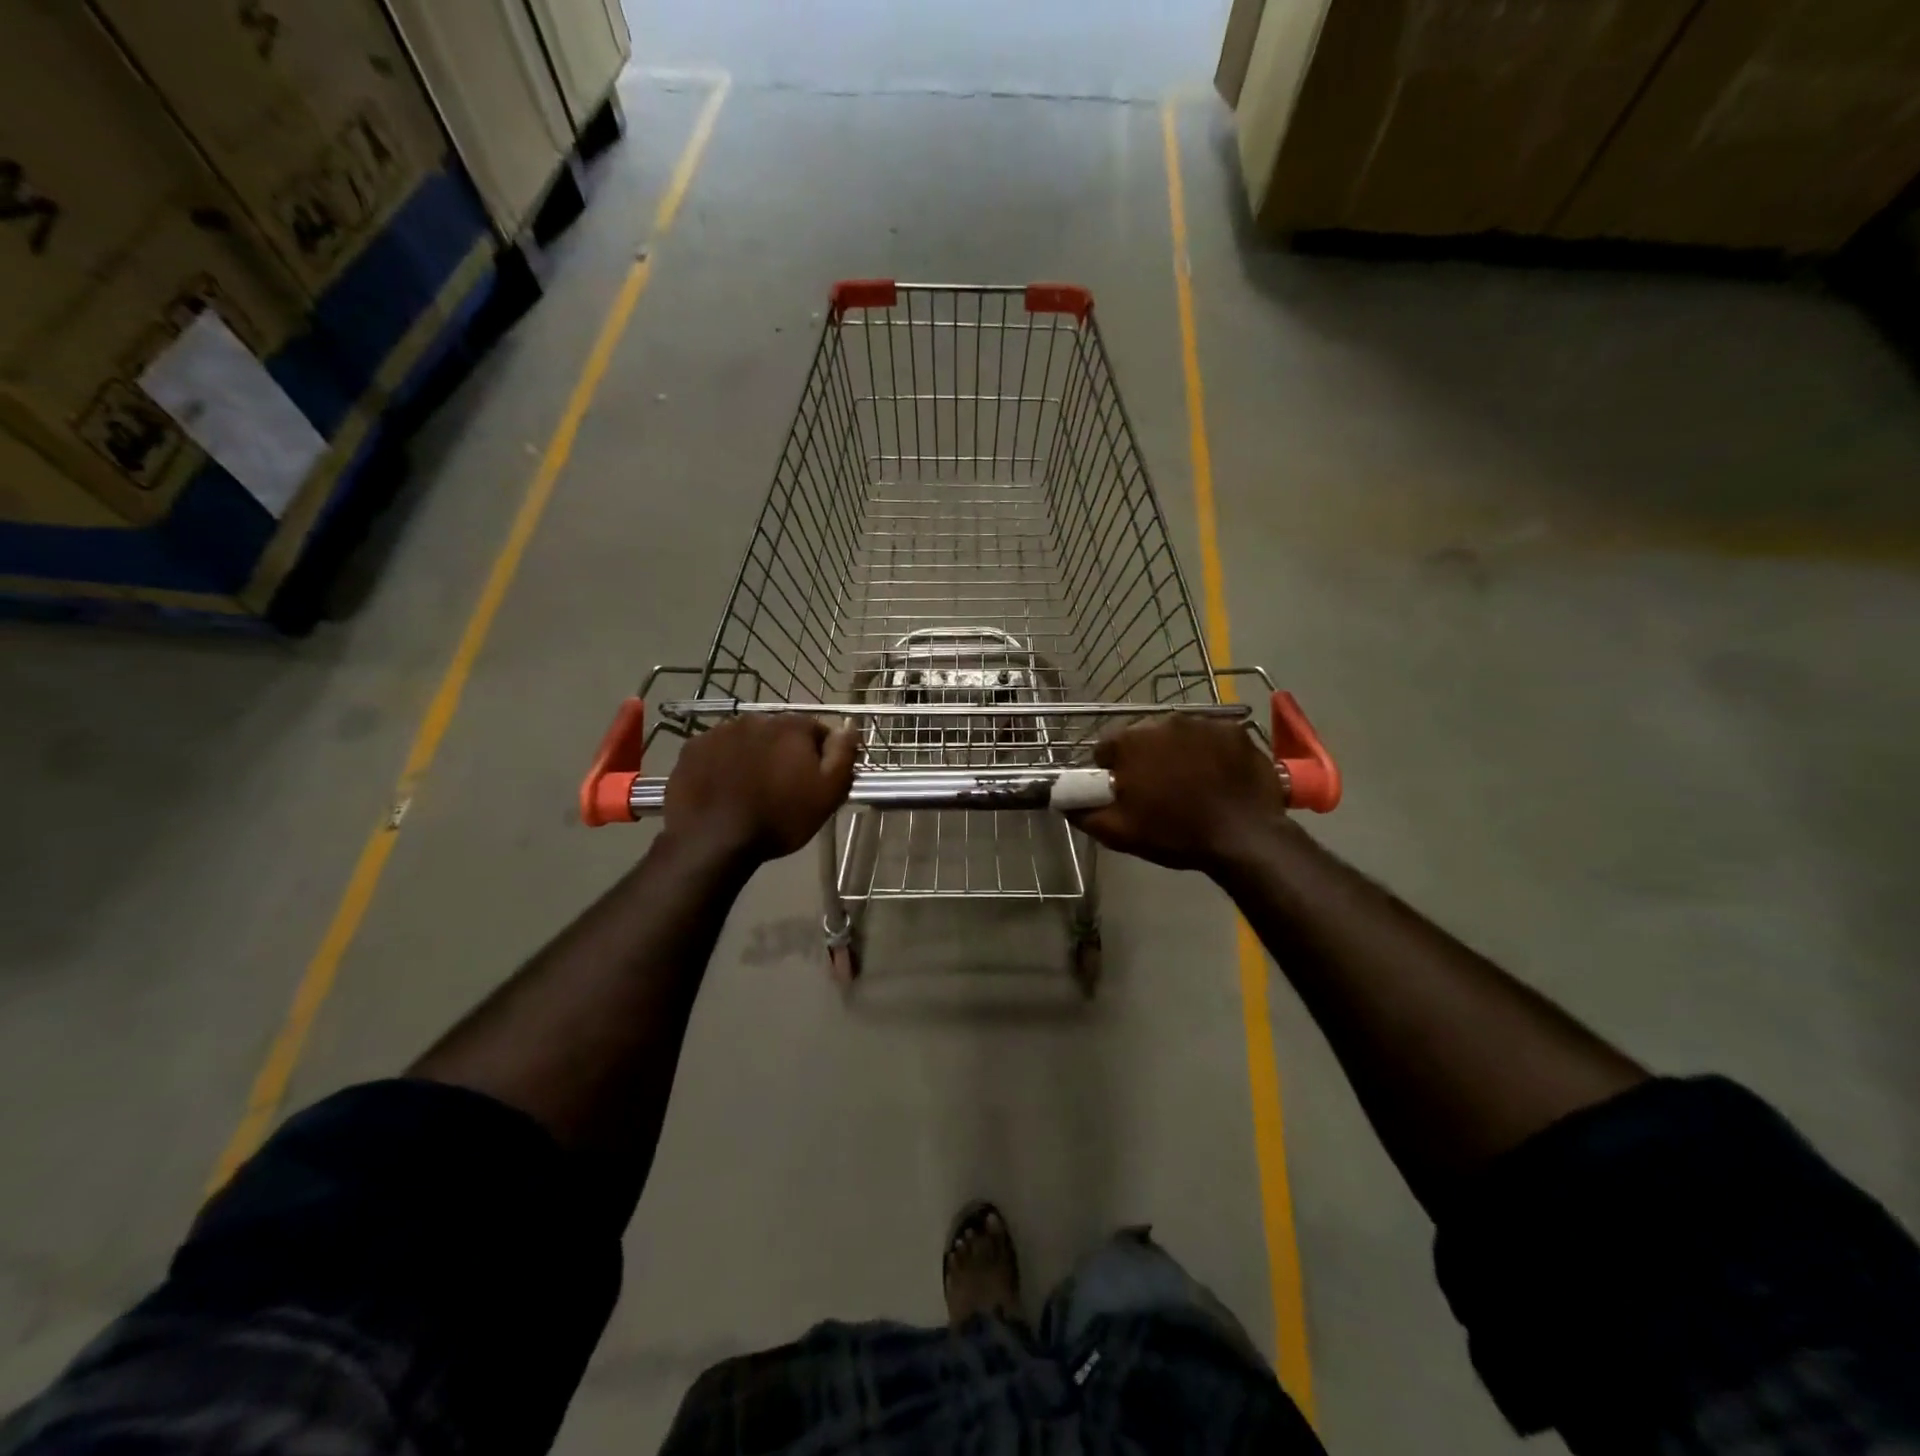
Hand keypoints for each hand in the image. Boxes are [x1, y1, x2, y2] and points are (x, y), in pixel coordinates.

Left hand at [663, 715, 856, 866]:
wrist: (712, 840)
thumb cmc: (779, 818)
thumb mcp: (828, 793)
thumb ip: (844, 754)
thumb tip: (849, 725)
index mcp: (792, 726)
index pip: (818, 731)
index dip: (821, 757)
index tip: (816, 782)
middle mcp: (755, 718)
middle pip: (780, 734)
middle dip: (785, 754)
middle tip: (783, 789)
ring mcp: (719, 731)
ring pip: (747, 741)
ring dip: (753, 757)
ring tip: (751, 790)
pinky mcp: (691, 749)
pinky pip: (717, 752)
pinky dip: (723, 764)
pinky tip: (724, 789)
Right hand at [1073, 714, 1289, 873]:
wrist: (1244, 837)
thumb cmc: (1175, 833)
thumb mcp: (1119, 833)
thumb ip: (1084, 814)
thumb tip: (1064, 803)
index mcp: (1131, 742)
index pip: (1106, 748)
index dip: (1110, 770)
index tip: (1123, 791)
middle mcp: (1164, 722)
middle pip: (1143, 738)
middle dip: (1145, 759)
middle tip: (1158, 790)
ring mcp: (1203, 723)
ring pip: (1178, 736)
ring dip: (1177, 753)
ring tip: (1191, 784)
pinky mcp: (1235, 731)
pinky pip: (1212, 738)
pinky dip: (1211, 753)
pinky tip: (1218, 778)